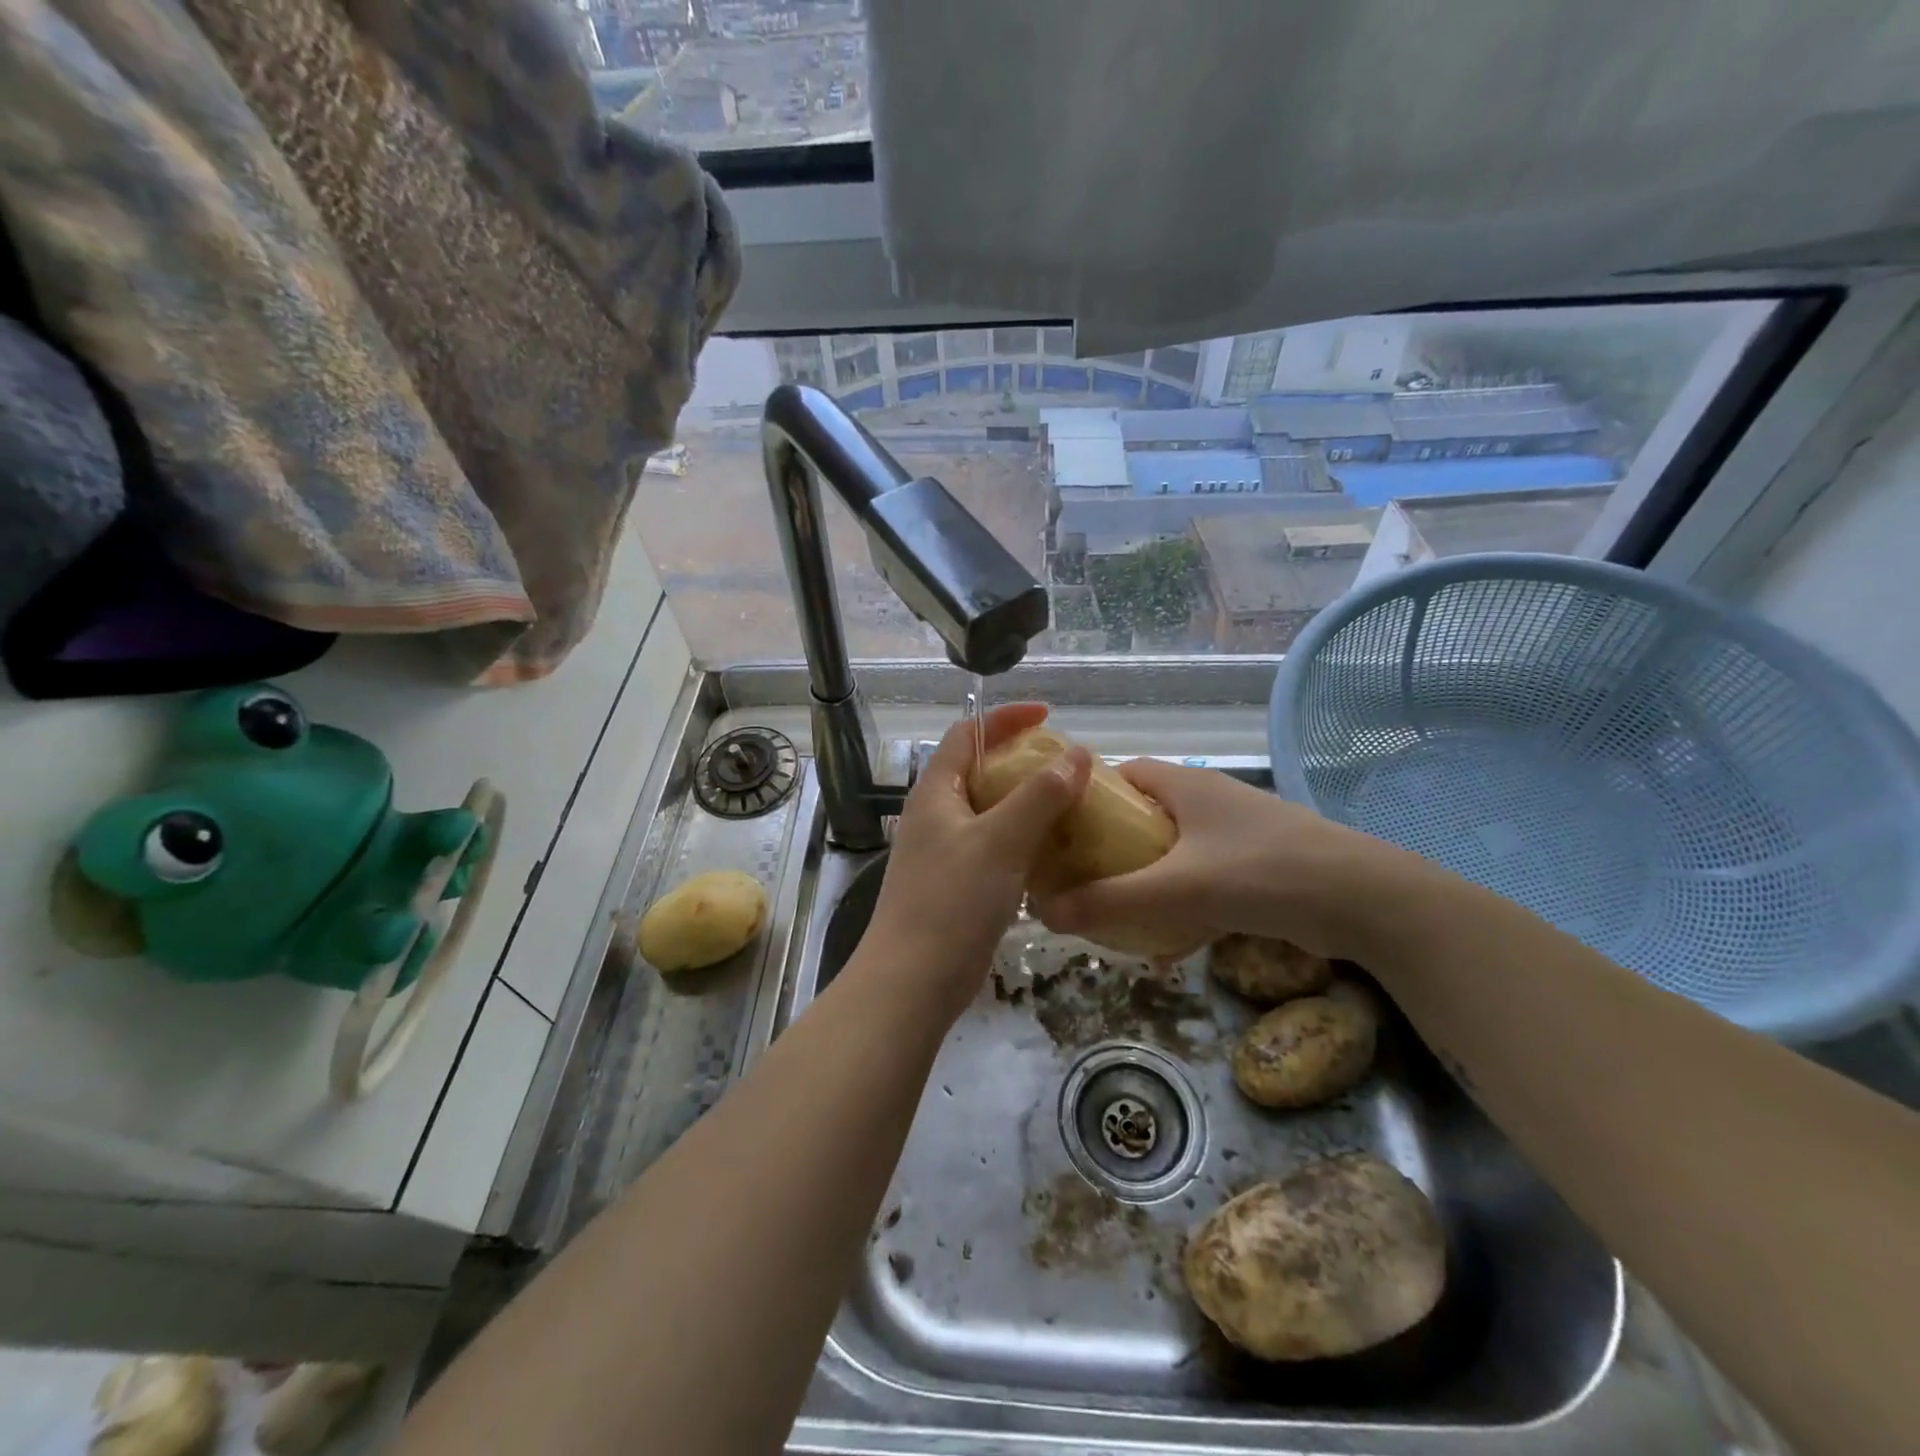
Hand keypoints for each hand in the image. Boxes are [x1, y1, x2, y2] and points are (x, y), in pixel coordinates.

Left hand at [858, 703, 1089, 1025]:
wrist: (912, 982)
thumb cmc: (952, 901)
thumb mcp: (1000, 841)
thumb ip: (1039, 796)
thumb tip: (1075, 755)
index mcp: (936, 791)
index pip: (967, 734)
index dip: (1005, 719)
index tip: (1048, 716)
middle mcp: (936, 815)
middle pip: (980, 771)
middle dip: (1023, 762)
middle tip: (1068, 767)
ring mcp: (944, 852)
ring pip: (990, 812)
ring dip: (1027, 804)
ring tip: (1071, 805)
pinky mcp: (956, 884)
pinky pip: (995, 847)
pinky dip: (1024, 840)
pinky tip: (1054, 852)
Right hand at [1030, 759, 1392, 961]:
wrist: (1366, 901)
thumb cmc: (1263, 873)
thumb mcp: (1177, 888)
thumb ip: (1110, 899)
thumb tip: (1043, 912)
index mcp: (1184, 784)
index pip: (1118, 774)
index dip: (1084, 798)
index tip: (1056, 833)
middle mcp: (1207, 799)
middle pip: (1141, 814)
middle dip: (1109, 847)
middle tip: (1077, 880)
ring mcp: (1234, 832)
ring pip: (1170, 849)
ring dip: (1143, 878)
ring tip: (1113, 912)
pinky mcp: (1255, 864)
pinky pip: (1200, 876)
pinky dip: (1180, 900)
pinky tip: (1169, 940)